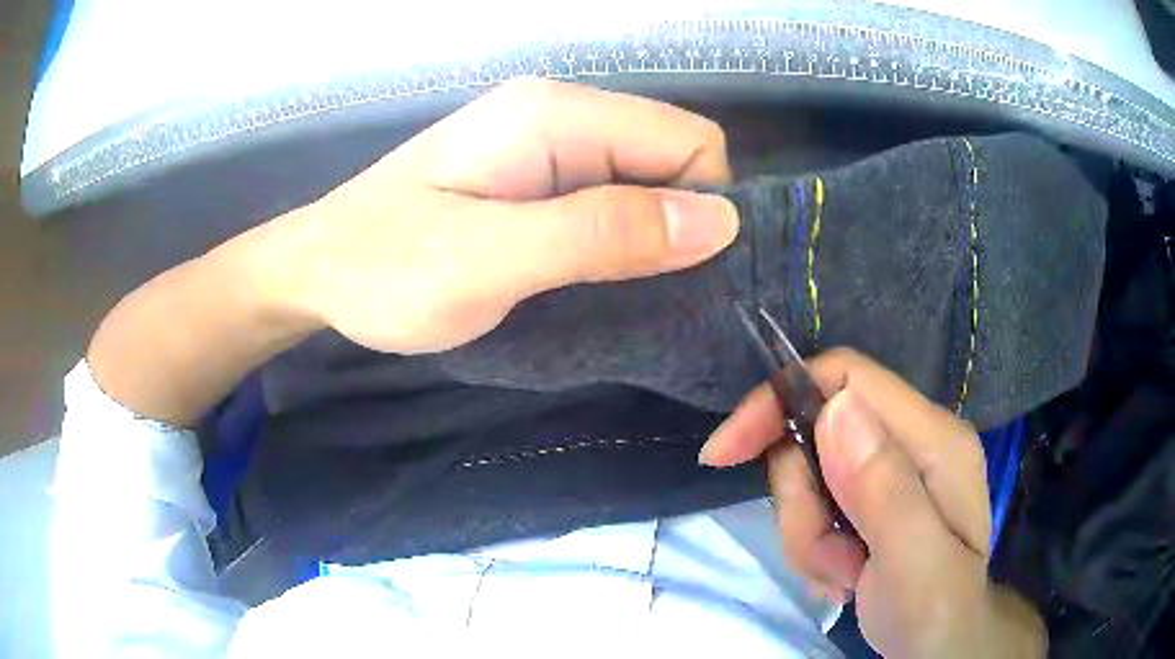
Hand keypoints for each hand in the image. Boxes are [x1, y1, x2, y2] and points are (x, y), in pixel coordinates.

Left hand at [263, 78, 739, 353]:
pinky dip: (619, 242)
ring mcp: (546, 145)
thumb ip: (601, 234)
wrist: (317, 271)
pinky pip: (610, 200)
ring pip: (645, 184)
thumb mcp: (489, 260)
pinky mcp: (534, 178)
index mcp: (557, 115)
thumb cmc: (385, 268)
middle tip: (642, 296)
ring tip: (616, 297)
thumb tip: (718, 222)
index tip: (676, 278)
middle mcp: (562, 115)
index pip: (689, 141)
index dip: (702, 207)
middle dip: (678, 227)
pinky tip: (591, 280)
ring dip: (648, 240)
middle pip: (673, 159)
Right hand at [700, 349, 1045, 657]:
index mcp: (934, 439)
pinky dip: (814, 546)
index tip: (726, 452)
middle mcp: (913, 440)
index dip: (780, 399)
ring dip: (809, 535)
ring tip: (845, 575)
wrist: (941, 647)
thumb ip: (884, 488)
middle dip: (802, 502)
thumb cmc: (935, 612)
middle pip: (818, 432)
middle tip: (826, 555)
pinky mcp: (873, 495)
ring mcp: (892, 468)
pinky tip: (845, 576)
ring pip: (809, 476)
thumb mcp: (914, 561)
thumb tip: (834, 407)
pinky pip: (814, 505)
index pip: (847, 378)